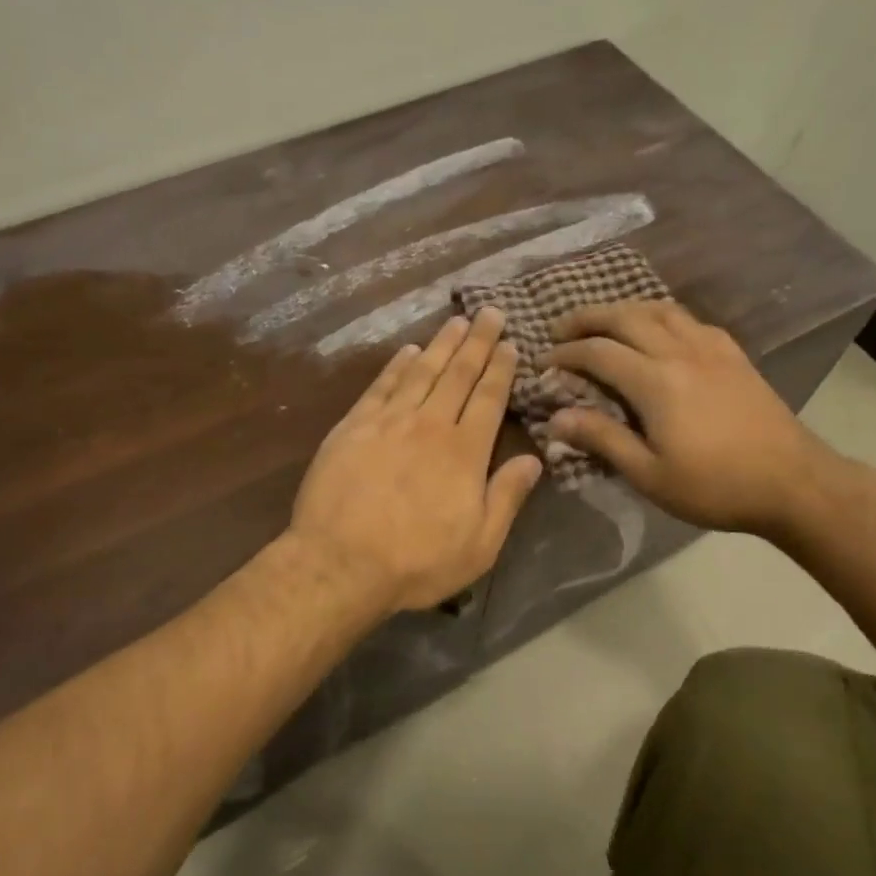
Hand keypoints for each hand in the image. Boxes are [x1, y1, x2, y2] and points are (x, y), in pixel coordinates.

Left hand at [290, 308, 542, 615]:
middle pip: (458, 374)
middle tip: (490, 312)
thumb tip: (535, 460)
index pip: (489, 399)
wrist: (340, 563)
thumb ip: (507, 498)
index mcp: (464, 452)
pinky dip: (397, 366)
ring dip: (441, 344)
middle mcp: (430, 425)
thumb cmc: (416, 562)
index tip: (511, 343)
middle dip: (477, 342)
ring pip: (421, 372)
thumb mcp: (480, 545)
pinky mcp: (353, 427)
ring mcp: (389, 422)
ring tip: (456, 321)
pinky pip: (381, 386)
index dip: (501, 369)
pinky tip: (408, 351)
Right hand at [544, 301, 836, 538]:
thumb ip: (602, 439)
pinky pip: (689, 319)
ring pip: (659, 309)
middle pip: (625, 317)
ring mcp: (711, 348)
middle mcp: (681, 352)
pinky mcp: (733, 354)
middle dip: (587, 318)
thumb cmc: (715, 486)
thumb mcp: (649, 474)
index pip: (598, 352)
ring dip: (624, 309)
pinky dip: (661, 315)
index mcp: (656, 382)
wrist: (793, 483)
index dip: (565, 353)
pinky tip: (658, 330)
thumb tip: (556, 418)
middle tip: (560, 328)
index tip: (544, 363)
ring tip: (603, 322)